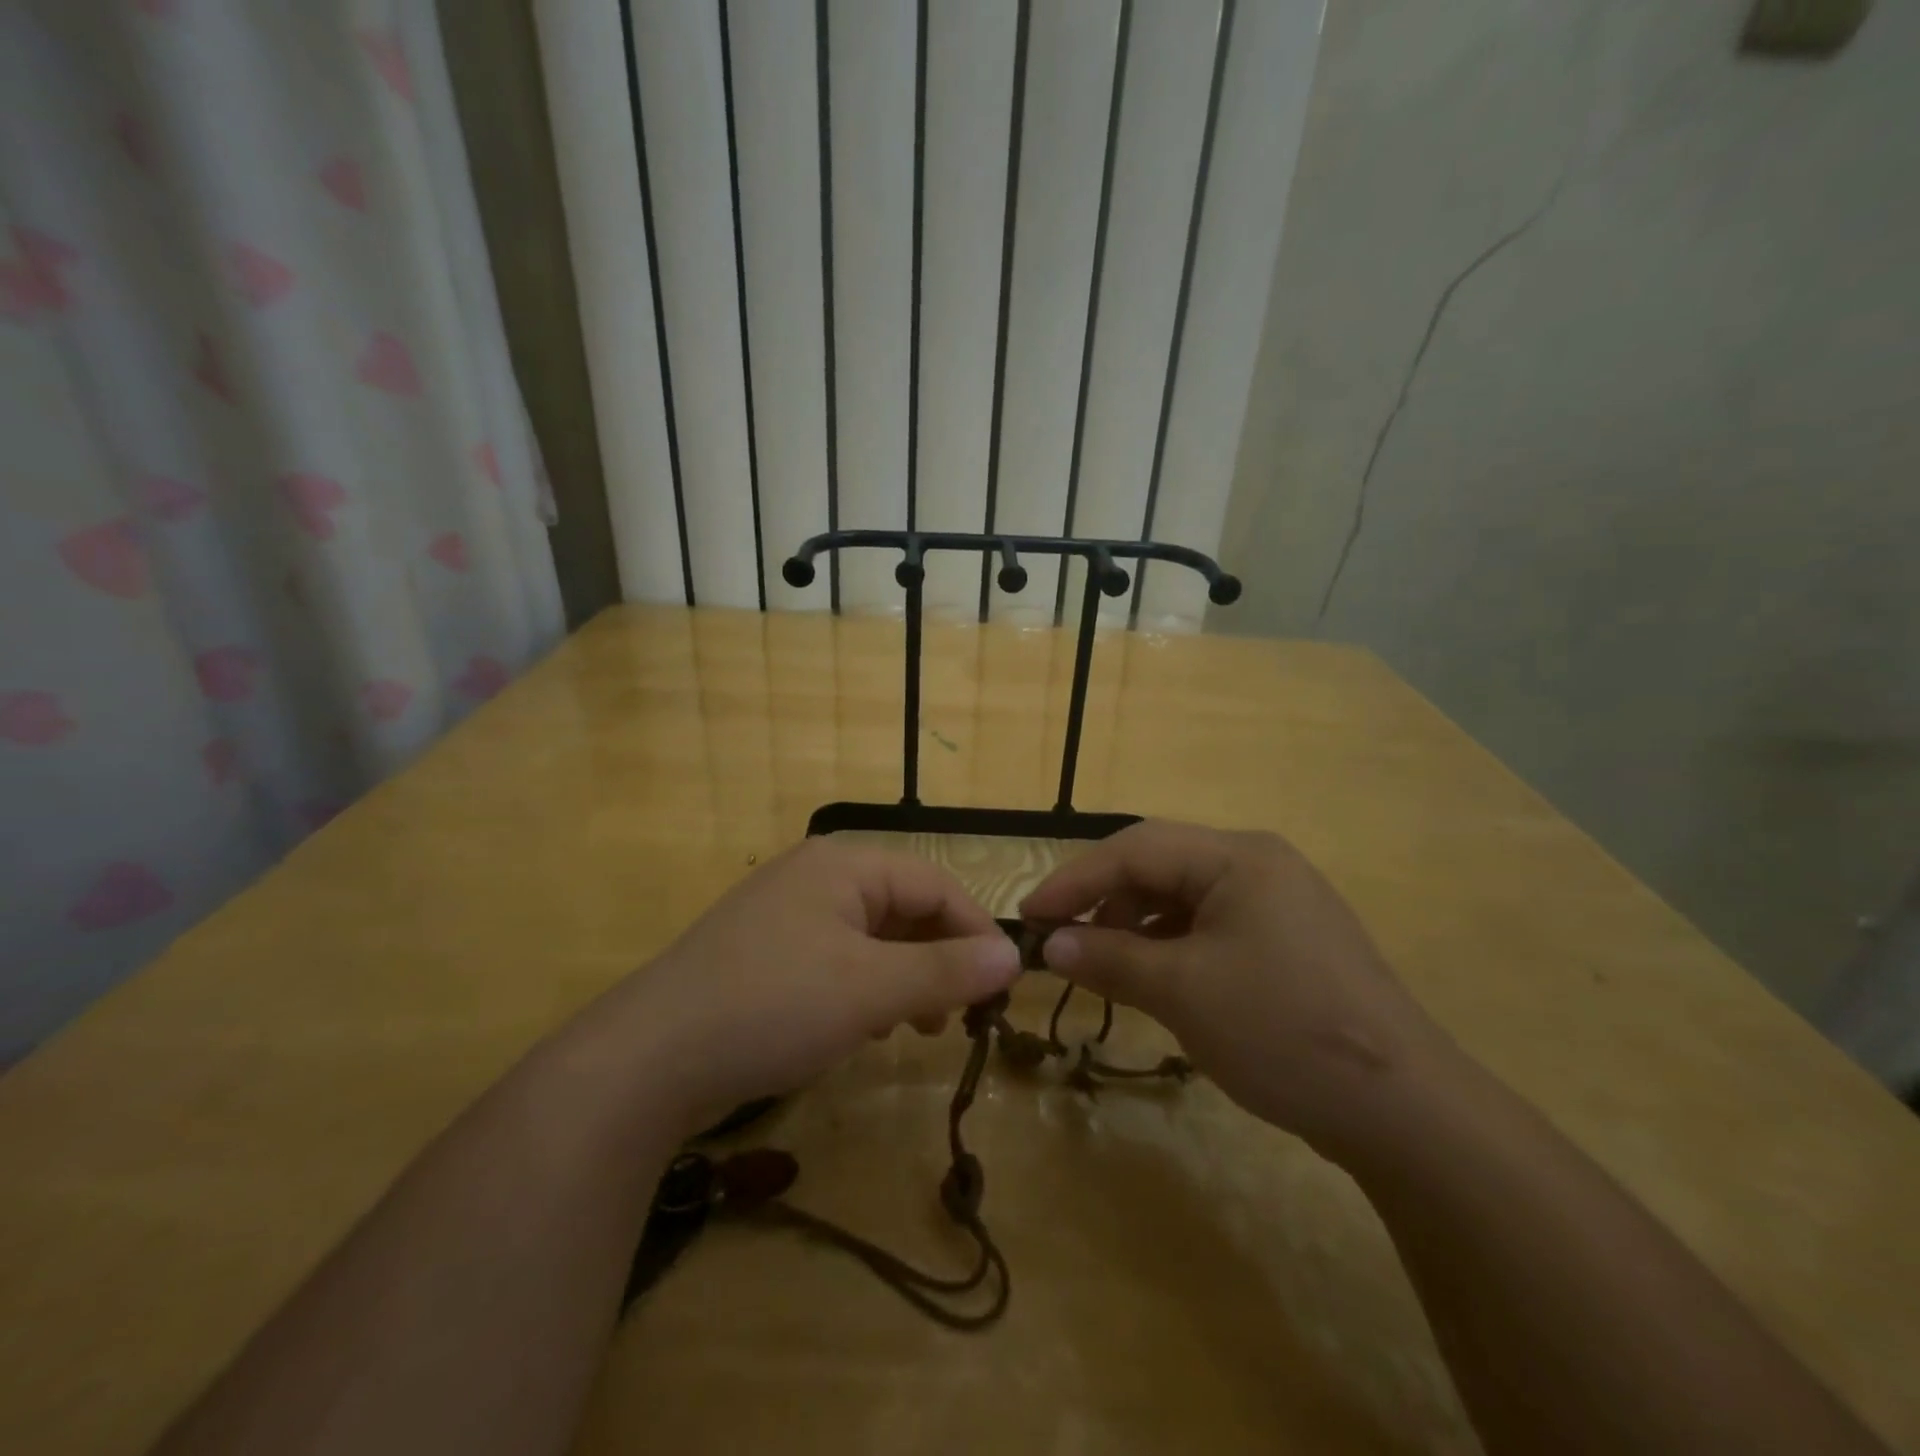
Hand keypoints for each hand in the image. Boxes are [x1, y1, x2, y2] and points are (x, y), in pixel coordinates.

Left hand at [613, 839, 1020, 1135]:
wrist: (648, 1060)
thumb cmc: (773, 1006)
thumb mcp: (871, 989)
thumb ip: (946, 970)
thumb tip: (1013, 957)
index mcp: (845, 865)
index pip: (936, 884)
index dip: (975, 932)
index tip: (1003, 987)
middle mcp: (817, 877)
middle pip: (904, 907)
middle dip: (939, 959)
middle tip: (959, 1016)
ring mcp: (787, 915)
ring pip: (873, 937)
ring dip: (906, 977)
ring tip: (917, 1027)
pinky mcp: (767, 953)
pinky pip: (838, 959)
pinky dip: (866, 988)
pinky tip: (866, 1028)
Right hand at [1021, 820, 1448, 1152]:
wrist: (1404, 1110)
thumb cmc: (1282, 1031)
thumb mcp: (1182, 992)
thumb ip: (1109, 959)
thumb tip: (1049, 946)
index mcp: (1238, 857)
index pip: (1134, 849)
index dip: (1074, 881)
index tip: (1027, 917)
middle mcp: (1259, 864)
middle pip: (1159, 865)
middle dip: (1104, 900)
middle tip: (1061, 942)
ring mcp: (1278, 902)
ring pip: (1183, 897)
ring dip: (1135, 925)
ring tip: (1104, 965)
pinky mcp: (1287, 941)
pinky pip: (1210, 926)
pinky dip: (1170, 946)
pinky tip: (1154, 978)